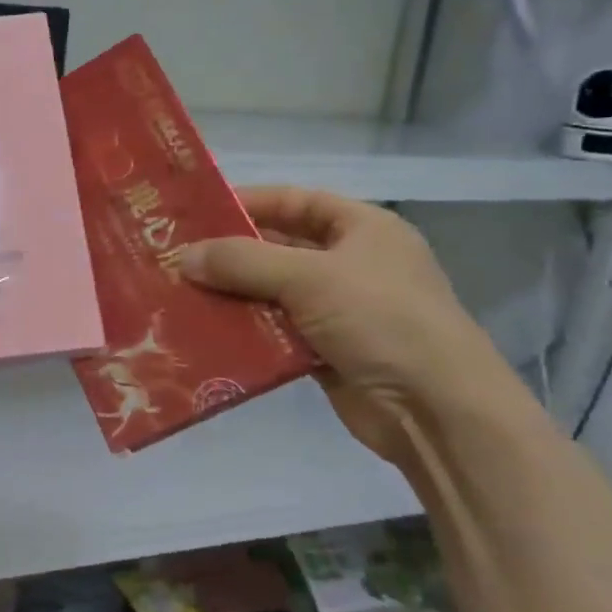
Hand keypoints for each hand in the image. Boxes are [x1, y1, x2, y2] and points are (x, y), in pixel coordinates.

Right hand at [178, 187, 506, 473]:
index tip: (197, 211)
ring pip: (272, 293)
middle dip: (230, 254)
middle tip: (175, 257)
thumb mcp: (310, 277)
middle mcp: (351, 264)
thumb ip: (243, 262)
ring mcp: (339, 310)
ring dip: (231, 295)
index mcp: (362, 229)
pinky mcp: (326, 351)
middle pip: (279, 249)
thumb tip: (184, 257)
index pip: (296, 201)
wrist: (436, 410)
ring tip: (179, 294)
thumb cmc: (381, 320)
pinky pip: (275, 332)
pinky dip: (245, 332)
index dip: (249, 202)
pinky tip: (204, 333)